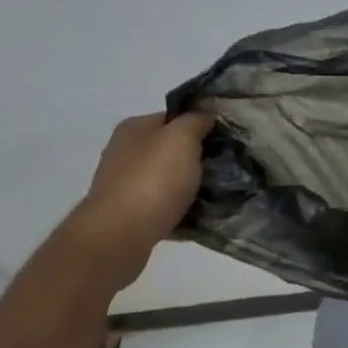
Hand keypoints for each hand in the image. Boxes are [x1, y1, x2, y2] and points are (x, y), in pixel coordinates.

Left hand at [63, 111, 213, 288]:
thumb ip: (195, 121)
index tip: (227, 140)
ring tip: (218, 194)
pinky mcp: (130, 213)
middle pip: (171, 149)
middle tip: (227, 168)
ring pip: (169, 178)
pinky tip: (199, 215)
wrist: (120, 235)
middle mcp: (125, 151)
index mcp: (135, 128)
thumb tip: (205, 112)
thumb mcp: (181, 139)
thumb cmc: (153, 181)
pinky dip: (181, 208)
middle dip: (198, 158)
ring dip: (191, 186)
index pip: (174, 118)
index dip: (201, 126)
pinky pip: (164, 205)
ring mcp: (125, 183)